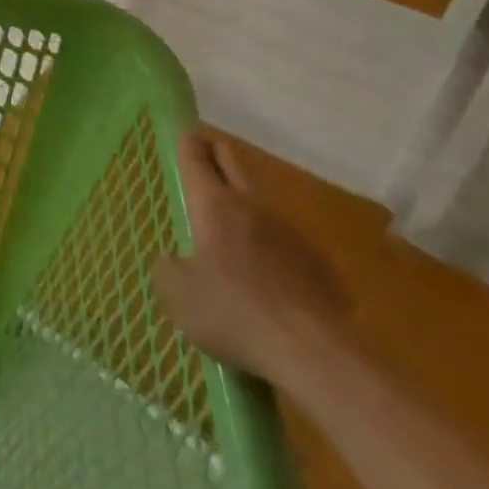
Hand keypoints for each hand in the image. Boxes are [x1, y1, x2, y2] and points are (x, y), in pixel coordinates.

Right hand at [151, 131, 350, 383]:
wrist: (318, 356)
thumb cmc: (235, 314)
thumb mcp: (176, 295)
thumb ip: (167, 269)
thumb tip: (174, 263)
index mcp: (215, 205)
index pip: (196, 157)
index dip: (188, 142)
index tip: (184, 133)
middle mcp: (254, 207)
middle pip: (234, 163)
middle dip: (217, 153)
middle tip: (205, 154)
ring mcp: (292, 234)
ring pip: (262, 203)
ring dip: (246, 204)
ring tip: (231, 226)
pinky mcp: (321, 266)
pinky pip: (287, 243)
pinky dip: (272, 248)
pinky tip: (268, 278)